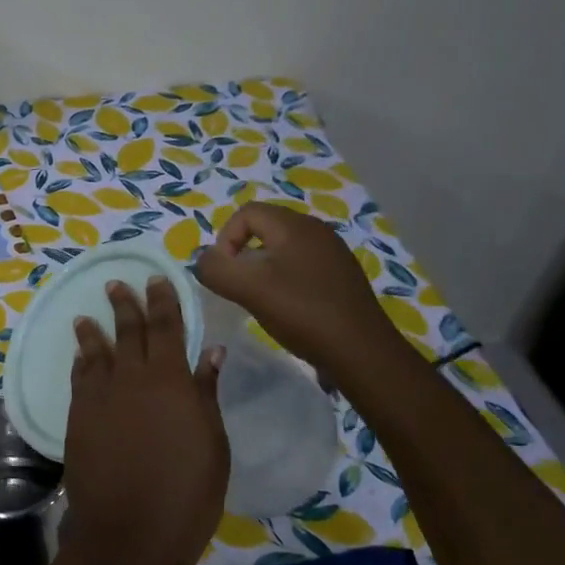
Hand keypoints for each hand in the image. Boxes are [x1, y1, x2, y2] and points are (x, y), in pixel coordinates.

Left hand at [62, 277, 228, 564]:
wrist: (128, 533)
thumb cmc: (186, 494)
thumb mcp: (213, 444)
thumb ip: (206, 393)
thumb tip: (210, 351)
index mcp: (171, 381)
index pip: (167, 327)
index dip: (162, 301)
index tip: (157, 278)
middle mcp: (131, 379)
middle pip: (128, 332)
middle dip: (125, 305)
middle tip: (117, 284)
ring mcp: (99, 398)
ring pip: (96, 352)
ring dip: (94, 330)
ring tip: (88, 314)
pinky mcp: (77, 418)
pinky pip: (79, 379)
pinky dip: (81, 362)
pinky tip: (80, 355)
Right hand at [194, 202, 403, 371]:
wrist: (361, 352)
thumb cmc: (302, 312)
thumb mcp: (248, 289)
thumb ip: (215, 269)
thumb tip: (203, 260)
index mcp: (295, 226)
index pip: (247, 213)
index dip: (225, 238)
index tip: (225, 272)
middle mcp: (317, 231)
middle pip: (265, 228)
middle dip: (243, 254)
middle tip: (238, 286)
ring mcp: (333, 254)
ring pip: (283, 250)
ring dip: (263, 269)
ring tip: (260, 299)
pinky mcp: (341, 278)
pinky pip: (302, 267)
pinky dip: (285, 281)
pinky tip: (287, 309)